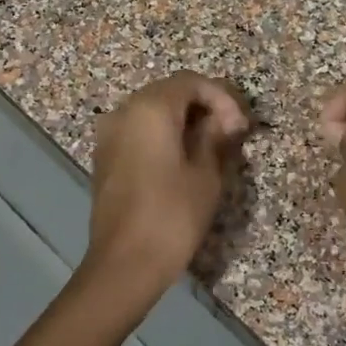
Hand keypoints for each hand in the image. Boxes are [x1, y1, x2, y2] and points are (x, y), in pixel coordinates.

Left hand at [84, 72, 249, 297]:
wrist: (124, 263)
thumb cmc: (172, 216)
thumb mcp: (206, 174)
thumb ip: (215, 137)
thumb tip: (223, 120)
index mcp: (150, 109)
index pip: (191, 82)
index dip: (222, 98)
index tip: (241, 127)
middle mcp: (123, 112)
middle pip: (168, 92)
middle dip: (203, 106)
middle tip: (231, 133)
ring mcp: (109, 134)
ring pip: (152, 111)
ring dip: (183, 120)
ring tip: (210, 146)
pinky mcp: (104, 157)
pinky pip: (137, 131)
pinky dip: (162, 134)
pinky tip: (182, 158)